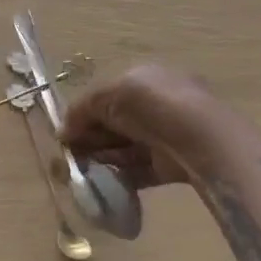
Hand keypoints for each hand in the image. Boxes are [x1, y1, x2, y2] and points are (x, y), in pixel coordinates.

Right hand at [59, 64, 218, 191]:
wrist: (197, 139)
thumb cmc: (150, 104)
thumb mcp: (106, 95)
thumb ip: (81, 110)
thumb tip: (63, 131)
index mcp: (144, 78)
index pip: (107, 95)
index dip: (85, 113)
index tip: (67, 132)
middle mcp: (156, 104)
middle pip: (114, 123)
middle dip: (92, 138)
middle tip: (72, 155)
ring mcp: (165, 135)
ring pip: (125, 147)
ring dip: (103, 158)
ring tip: (83, 170)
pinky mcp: (171, 164)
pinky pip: (139, 169)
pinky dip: (121, 176)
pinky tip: (102, 182)